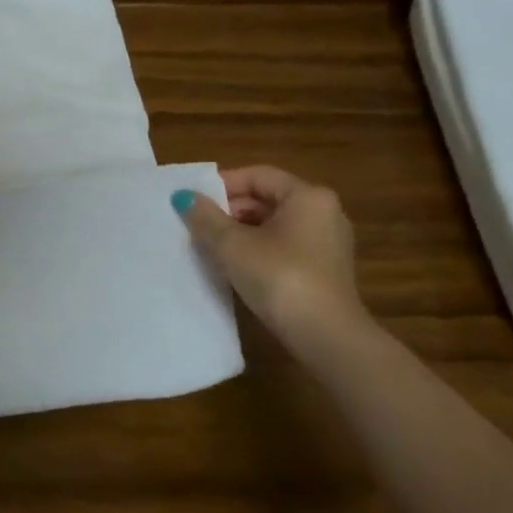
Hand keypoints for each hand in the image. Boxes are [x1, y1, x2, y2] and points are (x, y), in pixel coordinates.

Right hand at [173, 167, 363, 334]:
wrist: (326, 337)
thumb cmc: (279, 277)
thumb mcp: (232, 244)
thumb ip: (205, 216)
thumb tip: (183, 196)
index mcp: (307, 196)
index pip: (257, 176)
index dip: (222, 185)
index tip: (194, 202)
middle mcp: (324, 212)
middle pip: (267, 199)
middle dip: (230, 210)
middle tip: (198, 225)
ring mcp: (328, 242)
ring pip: (275, 225)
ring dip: (241, 232)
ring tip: (211, 247)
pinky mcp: (326, 270)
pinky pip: (286, 246)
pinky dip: (259, 249)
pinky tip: (237, 267)